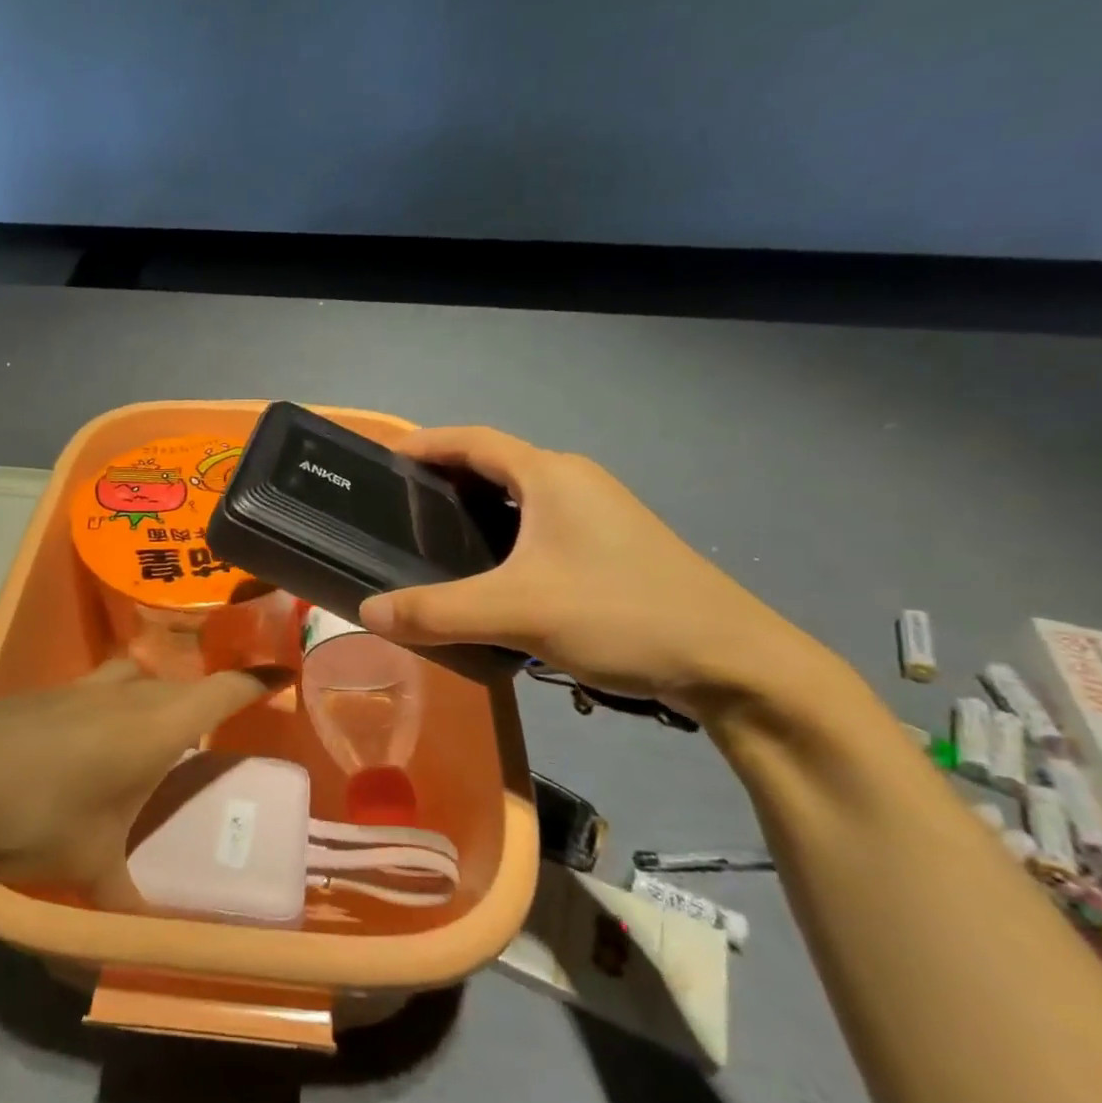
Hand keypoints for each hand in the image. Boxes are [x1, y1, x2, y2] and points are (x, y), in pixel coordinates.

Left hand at [0, 660, 273, 903]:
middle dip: (207, 696)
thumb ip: (124, 904)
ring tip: (156, 728)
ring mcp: (81, 687)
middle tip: (218, 725)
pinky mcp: (45, 693)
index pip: (223, 690)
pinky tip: (92, 738)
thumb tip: (147, 944)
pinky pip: (98, 688)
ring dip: (154, 693)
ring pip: (137, 676)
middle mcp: (126, 694)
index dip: (258, 681)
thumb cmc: (38, 815)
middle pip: (181, 682)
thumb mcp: (89, 867)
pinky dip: (112, 702)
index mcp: (156, 724)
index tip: (284, 676)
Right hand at [358, 427, 808, 714]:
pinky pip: (541, 525)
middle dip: (444, 478)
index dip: (425, 444)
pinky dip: (504, 535)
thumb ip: (437, 611)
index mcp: (550, 476)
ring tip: (433, 540)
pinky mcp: (613, 546)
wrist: (733, 662)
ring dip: (476, 509)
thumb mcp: (517, 612)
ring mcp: (600, 513)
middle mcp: (575, 481)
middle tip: (398, 508)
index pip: (472, 440)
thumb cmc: (620, 614)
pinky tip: (491, 575)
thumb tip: (367, 611)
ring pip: (520, 498)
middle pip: (494, 464)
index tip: (382, 460)